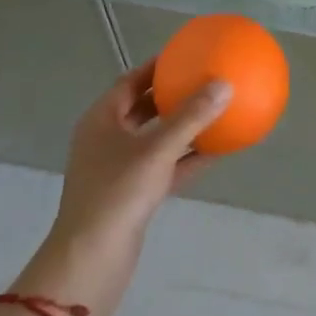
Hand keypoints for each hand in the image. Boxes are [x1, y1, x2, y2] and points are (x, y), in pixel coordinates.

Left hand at [14, 61, 230, 315]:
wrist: (91, 262)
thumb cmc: (117, 194)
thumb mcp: (157, 150)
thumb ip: (191, 117)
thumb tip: (224, 84)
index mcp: (102, 120)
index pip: (130, 81)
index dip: (157, 66)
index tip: (186, 54)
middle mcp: (107, 140)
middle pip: (143, 108)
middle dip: (173, 95)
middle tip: (204, 79)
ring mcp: (118, 170)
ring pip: (156, 139)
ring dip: (183, 128)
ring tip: (216, 111)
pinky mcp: (132, 197)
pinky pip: (164, 167)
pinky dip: (186, 158)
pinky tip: (217, 151)